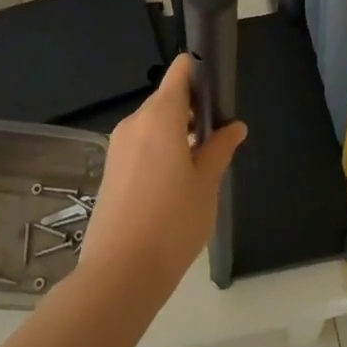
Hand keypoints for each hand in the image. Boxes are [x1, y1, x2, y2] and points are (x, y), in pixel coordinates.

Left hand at [77, 53, 245, 309]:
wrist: (119, 274)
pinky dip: (159, 150)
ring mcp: (118, 146)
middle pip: (166, 98)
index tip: (219, 90)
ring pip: (152, 123)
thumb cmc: (172, 223)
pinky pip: (140, 144)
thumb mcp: (206, 184)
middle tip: (216, 136)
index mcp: (160, 116)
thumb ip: (220, 149)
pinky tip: (174, 182)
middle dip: (191, 109)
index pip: (180, 71)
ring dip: (175, 132)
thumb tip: (234, 126)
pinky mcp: (111, 169)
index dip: (200, 72)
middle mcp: (135, 122)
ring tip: (200, 162)